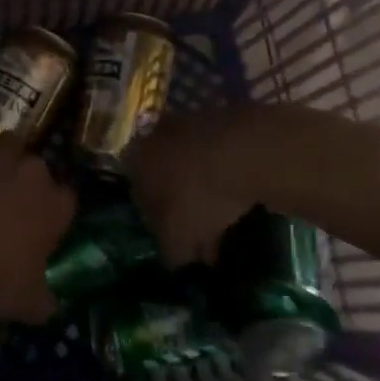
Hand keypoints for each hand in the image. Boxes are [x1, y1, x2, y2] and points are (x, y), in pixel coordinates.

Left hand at [0, 141, 74, 324]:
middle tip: (6, 216)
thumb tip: (48, 306)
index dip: (53, 217)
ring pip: (2, 153)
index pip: (66, 202)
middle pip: (35, 171)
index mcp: (54, 203)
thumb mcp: (25, 303)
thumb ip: (42, 301)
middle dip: (24, 187)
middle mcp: (31, 170)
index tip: (40, 235)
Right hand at [127, 106, 282, 266]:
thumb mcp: (178, 239)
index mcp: (135, 161)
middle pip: (164, 180)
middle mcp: (154, 137)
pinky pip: (216, 157)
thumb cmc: (198, 198)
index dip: (158, 226)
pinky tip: (240, 197)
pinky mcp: (219, 120)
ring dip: (203, 190)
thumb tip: (177, 259)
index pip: (138, 199)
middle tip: (200, 232)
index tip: (176, 242)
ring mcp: (187, 123)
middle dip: (180, 206)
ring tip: (224, 217)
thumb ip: (171, 253)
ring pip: (190, 166)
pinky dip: (224, 176)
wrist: (244, 152)